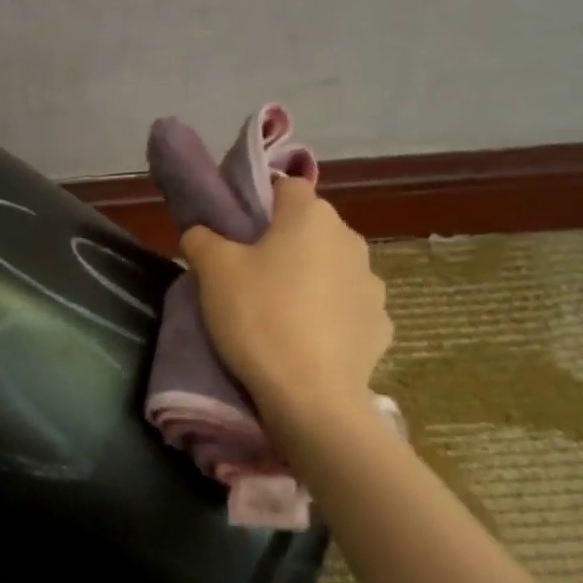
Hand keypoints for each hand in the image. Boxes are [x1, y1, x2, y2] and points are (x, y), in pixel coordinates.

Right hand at [180, 180, 390, 428]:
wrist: (310, 395)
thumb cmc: (258, 317)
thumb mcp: (212, 272)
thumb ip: (202, 239)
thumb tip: (201, 232)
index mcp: (311, 217)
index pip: (287, 187)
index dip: (260, 202)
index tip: (238, 231)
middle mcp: (350, 240)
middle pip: (311, 229)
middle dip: (285, 244)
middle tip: (250, 275)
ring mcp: (372, 284)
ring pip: (332, 268)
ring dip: (311, 279)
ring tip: (280, 313)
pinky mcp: (380, 325)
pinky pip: (348, 308)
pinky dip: (330, 316)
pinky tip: (308, 340)